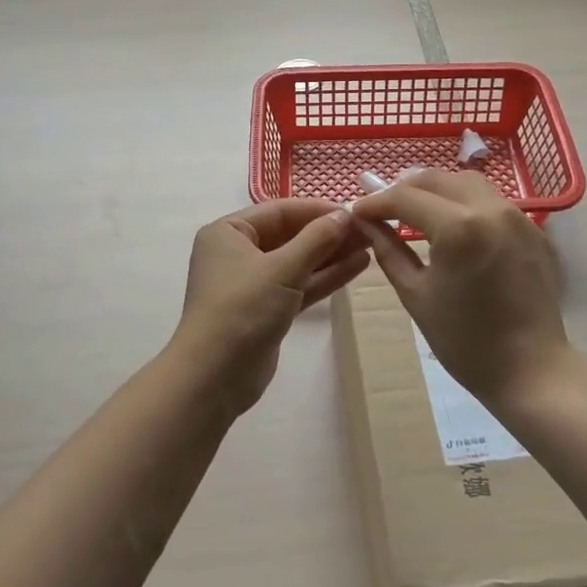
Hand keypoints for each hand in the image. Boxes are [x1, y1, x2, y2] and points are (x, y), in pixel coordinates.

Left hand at [171, 199, 369, 415]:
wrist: (215, 376)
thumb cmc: (242, 310)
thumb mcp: (282, 269)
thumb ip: (316, 239)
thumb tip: (345, 215)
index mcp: (229, 232)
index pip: (279, 211)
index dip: (317, 210)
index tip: (355, 211)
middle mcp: (238, 252)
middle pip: (290, 235)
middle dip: (328, 233)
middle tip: (369, 229)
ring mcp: (252, 283)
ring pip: (298, 262)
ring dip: (331, 255)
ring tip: (371, 245)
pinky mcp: (267, 310)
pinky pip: (299, 285)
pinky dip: (324, 277)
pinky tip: (357, 267)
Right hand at [349, 169, 573, 410]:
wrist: (530, 369)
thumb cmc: (464, 340)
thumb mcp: (415, 295)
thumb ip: (388, 250)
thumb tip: (366, 223)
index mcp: (458, 228)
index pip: (406, 197)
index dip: (376, 202)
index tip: (356, 212)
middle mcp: (490, 209)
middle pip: (437, 179)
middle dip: (404, 188)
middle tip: (382, 209)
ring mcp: (517, 217)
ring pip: (468, 183)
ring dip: (437, 190)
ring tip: (415, 211)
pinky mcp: (533, 230)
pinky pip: (492, 202)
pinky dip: (465, 203)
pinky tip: (453, 226)